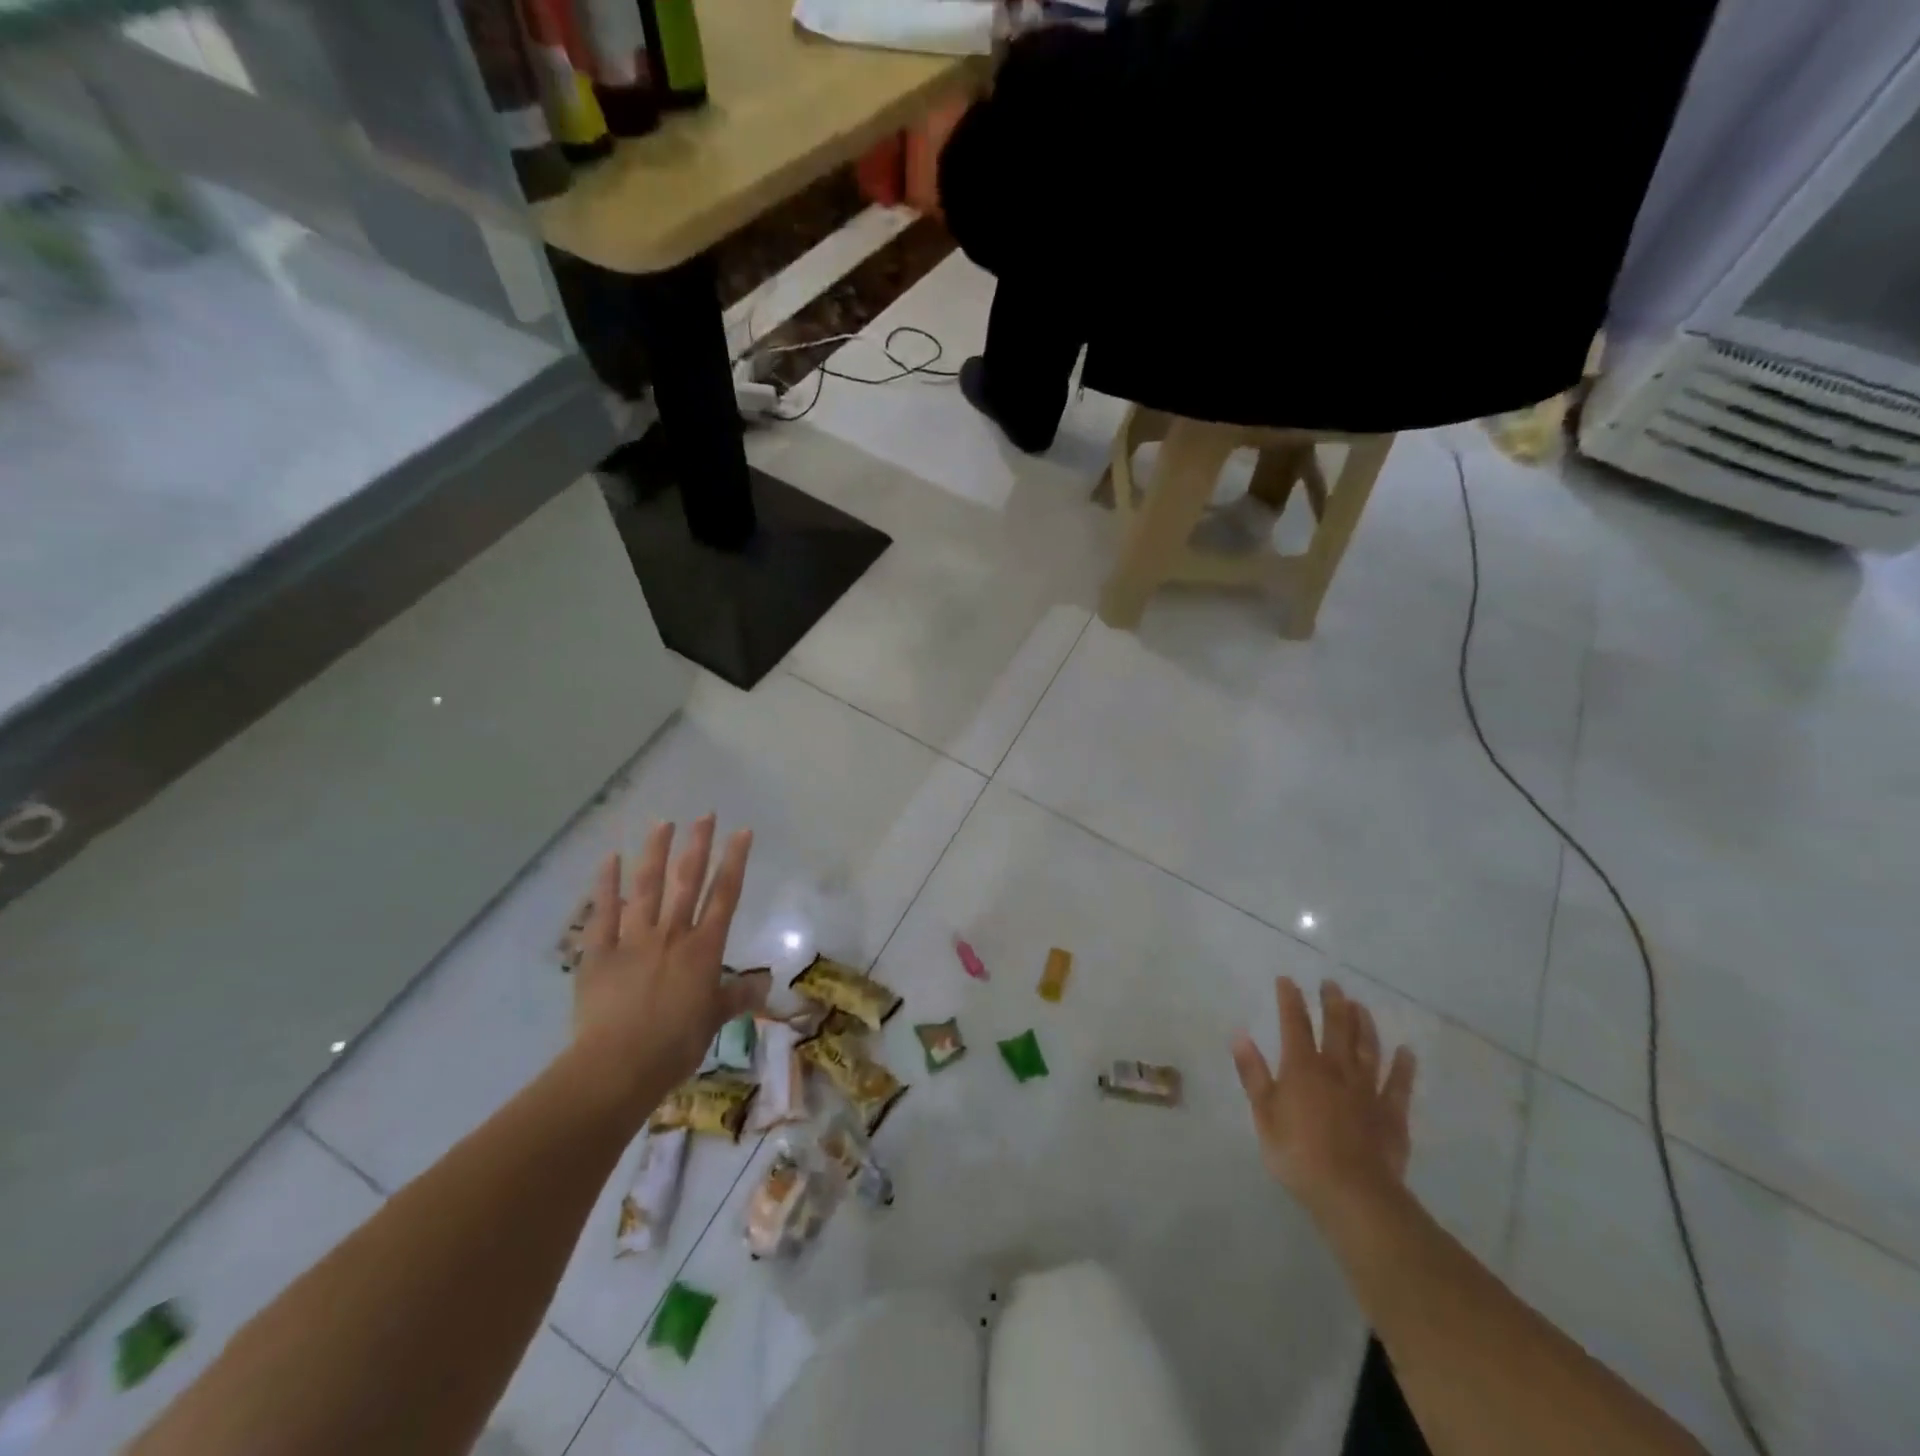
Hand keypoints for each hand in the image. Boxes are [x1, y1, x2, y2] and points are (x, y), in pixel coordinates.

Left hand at [572, 817, 766, 1113]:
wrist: (618, 1066)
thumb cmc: (674, 1046)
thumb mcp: (713, 1022)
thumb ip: (736, 997)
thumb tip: (764, 984)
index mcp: (704, 949)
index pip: (725, 896)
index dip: (735, 861)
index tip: (742, 832)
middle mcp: (672, 935)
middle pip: (688, 881)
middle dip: (698, 845)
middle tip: (705, 815)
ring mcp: (633, 939)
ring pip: (647, 887)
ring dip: (656, 853)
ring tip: (663, 823)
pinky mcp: (599, 952)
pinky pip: (603, 912)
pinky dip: (606, 884)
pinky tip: (610, 859)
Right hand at [1231, 977, 1415, 1223]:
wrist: (1353, 1194)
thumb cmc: (1298, 1154)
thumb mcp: (1263, 1115)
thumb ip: (1253, 1074)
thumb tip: (1240, 1035)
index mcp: (1301, 1068)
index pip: (1294, 1024)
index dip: (1290, 1000)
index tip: (1286, 979)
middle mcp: (1336, 1070)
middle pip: (1336, 1028)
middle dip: (1332, 1003)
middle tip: (1331, 983)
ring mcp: (1367, 1091)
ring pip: (1367, 1049)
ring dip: (1364, 1025)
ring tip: (1360, 1006)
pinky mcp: (1391, 1114)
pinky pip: (1399, 1085)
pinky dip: (1403, 1067)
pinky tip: (1406, 1052)